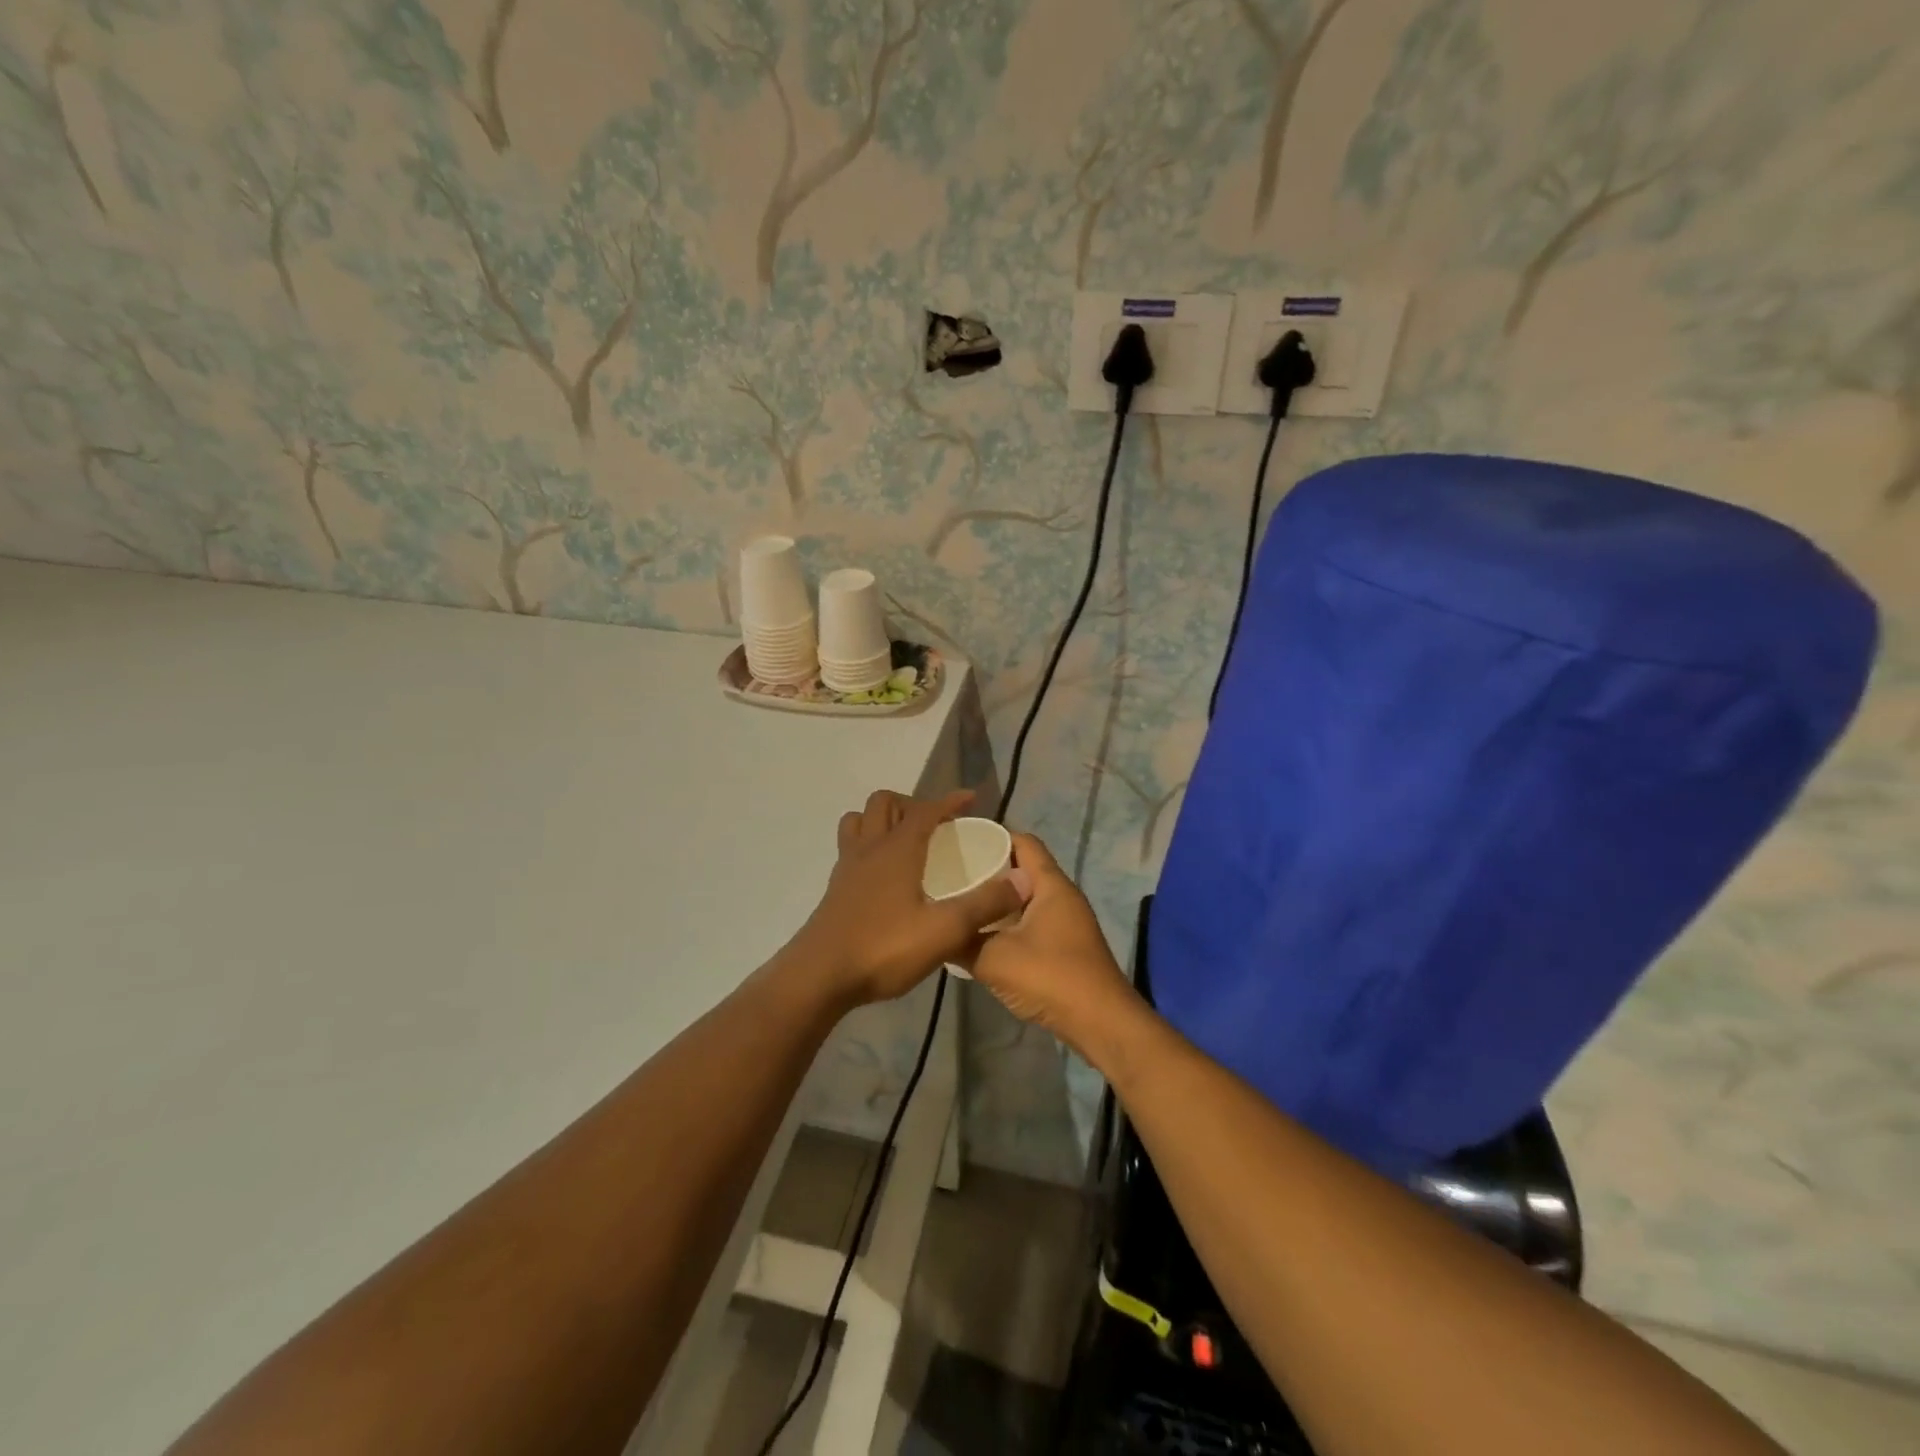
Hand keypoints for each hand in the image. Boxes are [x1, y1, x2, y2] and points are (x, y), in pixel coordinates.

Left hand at [788, 790, 1029, 1006]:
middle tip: (936, 825)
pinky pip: (851, 848)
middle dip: (913, 804)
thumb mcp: (944, 930)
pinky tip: (885, 875)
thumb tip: (1022, 881)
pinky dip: (869, 845)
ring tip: (906, 841)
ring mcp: (847, 867)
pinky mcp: (835, 889)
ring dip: (882, 819)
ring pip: (859, 821)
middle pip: (884, 803)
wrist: (819, 976)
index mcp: (897, 849)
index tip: (971, 799)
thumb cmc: (883, 948)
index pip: (926, 810)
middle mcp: (870, 848)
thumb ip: (984, 905)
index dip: (950, 801)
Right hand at [963, 833, 1139, 1059]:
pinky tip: (981, 936)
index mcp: (1051, 885)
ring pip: (1026, 899)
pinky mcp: (1065, 947)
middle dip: (989, 869)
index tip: (959, 840)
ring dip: (997, 900)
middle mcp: (1062, 896)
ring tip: (960, 903)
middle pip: (1023, 869)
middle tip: (951, 873)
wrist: (1101, 1024)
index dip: (993, 836)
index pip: (1023, 842)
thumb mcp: (994, 959)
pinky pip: (1031, 922)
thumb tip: (937, 933)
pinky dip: (1008, 923)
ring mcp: (1066, 923)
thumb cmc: (1051, 978)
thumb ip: (962, 942)